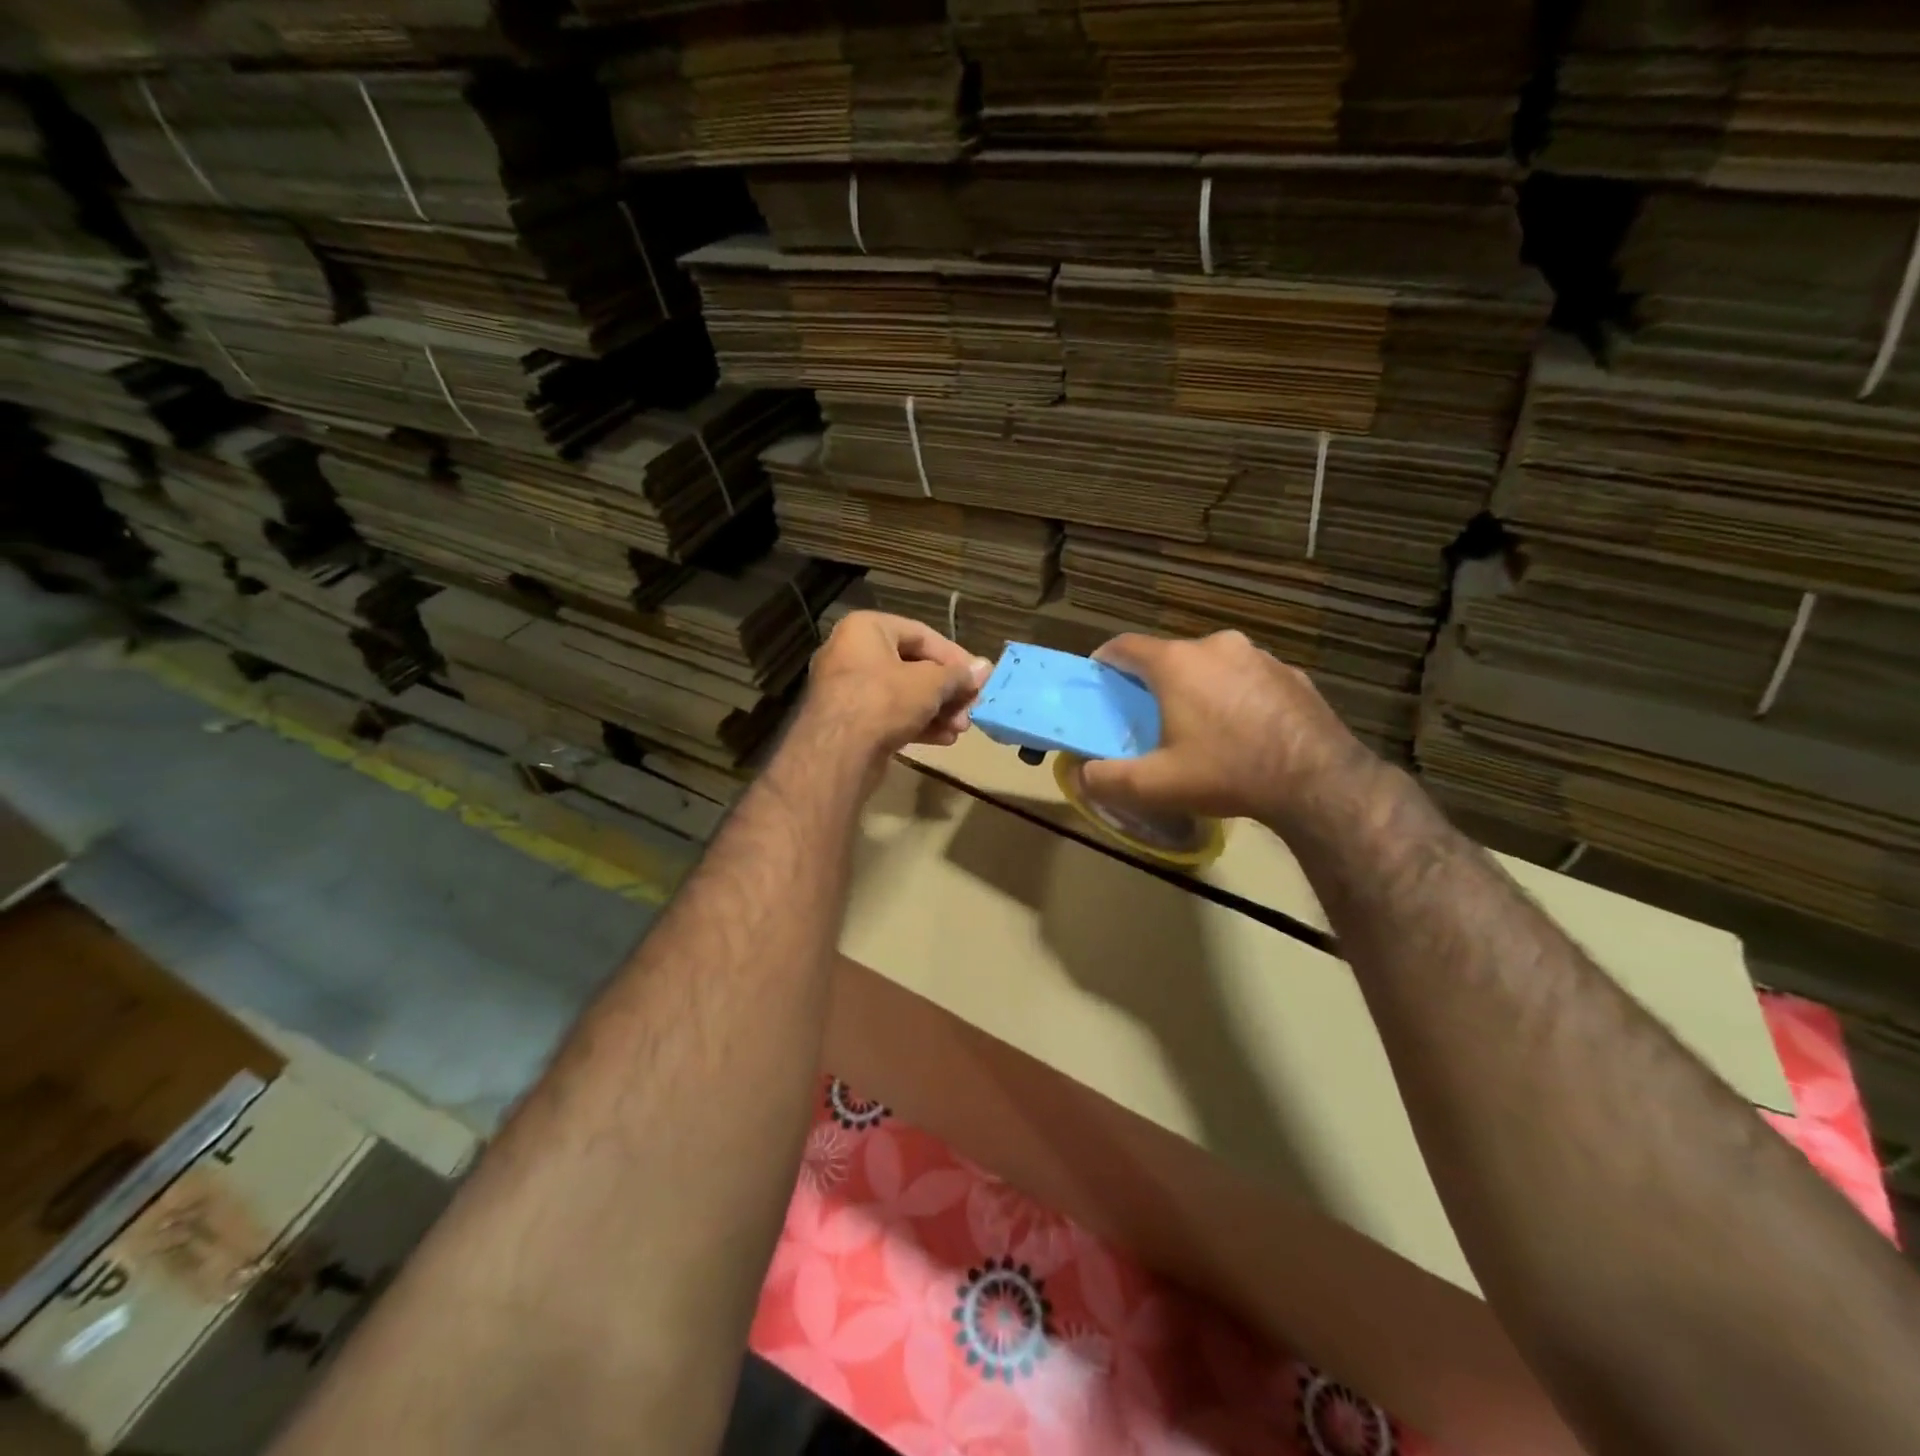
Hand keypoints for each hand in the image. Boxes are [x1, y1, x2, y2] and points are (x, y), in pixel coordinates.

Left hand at [801, 611, 992, 766]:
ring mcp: (847, 689)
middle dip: (946, 690)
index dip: (954, 657)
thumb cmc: (884, 701)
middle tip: (971, 708)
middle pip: (912, 667)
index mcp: (865, 629)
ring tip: (961, 728)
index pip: (921, 634)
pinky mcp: (848, 721)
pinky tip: (943, 739)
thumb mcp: (930, 683)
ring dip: (936, 710)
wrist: (837, 753)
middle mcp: (851, 653)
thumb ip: (958, 675)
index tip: (978, 678)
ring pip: (902, 694)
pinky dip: (916, 724)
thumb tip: (984, 668)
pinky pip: (888, 715)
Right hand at [1078, 630, 1369, 827]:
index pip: (1125, 646)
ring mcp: (1259, 655)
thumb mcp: (1155, 786)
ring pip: (1211, 665)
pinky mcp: (1291, 673)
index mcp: (1176, 663)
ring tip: (1200, 726)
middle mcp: (1216, 645)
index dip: (1105, 661)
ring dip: (1198, 687)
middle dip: (1154, 681)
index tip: (1099, 680)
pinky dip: (1235, 695)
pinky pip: (1248, 678)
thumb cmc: (1227, 773)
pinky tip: (1243, 730)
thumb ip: (1106, 779)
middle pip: (1170, 656)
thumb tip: (1079, 775)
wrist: (1318, 781)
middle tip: (1149, 716)